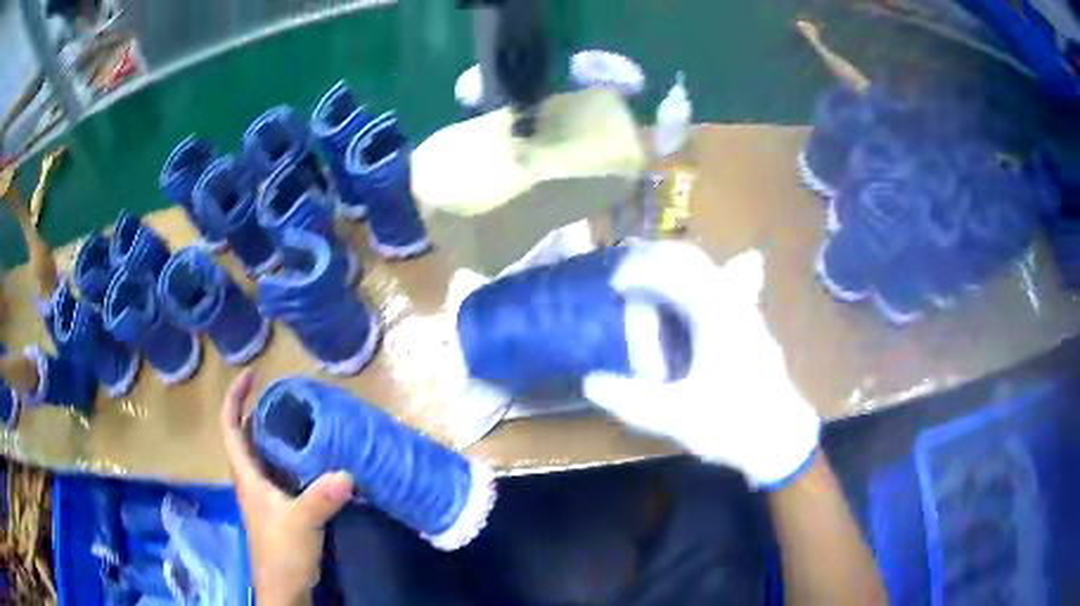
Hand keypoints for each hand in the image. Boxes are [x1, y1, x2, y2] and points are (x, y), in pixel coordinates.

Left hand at [221, 370, 354, 605]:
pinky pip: (280, 472)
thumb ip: (320, 498)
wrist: (284, 588)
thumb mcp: (300, 523)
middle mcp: (251, 480)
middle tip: (286, 396)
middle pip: (246, 436)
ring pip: (263, 454)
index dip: (235, 398)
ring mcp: (265, 495)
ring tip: (301, 420)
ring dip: (275, 434)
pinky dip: (290, 457)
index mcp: (247, 476)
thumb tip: (347, 472)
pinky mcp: (279, 507)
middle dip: (258, 410)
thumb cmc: (281, 553)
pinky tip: (313, 460)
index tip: (251, 374)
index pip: (231, 427)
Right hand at [584, 244, 820, 488]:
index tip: (614, 288)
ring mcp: (745, 311)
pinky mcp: (749, 327)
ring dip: (674, 272)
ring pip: (707, 272)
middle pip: (691, 259)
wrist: (782, 439)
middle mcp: (733, 301)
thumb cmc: (733, 424)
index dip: (638, 271)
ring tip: (648, 289)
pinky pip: (719, 289)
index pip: (673, 269)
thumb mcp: (676, 416)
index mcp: (716, 313)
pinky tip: (688, 304)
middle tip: (626, 280)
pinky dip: (694, 287)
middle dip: (655, 261)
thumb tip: (589, 382)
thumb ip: (630, 400)